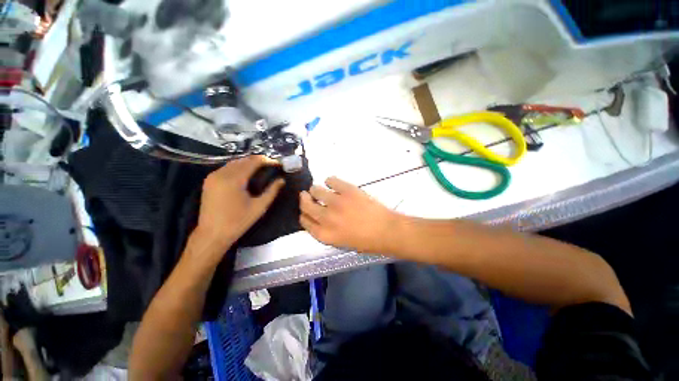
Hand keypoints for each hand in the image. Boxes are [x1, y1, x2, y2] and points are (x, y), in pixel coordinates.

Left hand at [194, 156, 284, 251]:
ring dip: (249, 162)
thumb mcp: (259, 207)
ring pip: (234, 162)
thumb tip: (282, 180)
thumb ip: (272, 191)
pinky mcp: (209, 181)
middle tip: (271, 165)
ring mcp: (213, 176)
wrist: (212, 234)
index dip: (267, 160)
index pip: (253, 162)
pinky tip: (247, 173)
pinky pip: (227, 168)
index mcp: (234, 180)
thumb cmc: (238, 222)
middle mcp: (221, 173)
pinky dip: (239, 167)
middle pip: (243, 160)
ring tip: (262, 168)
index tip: (277, 163)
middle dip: (259, 160)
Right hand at [299, 177, 398, 253]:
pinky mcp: (347, 190)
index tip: (305, 210)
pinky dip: (330, 181)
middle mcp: (326, 218)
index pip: (304, 221)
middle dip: (304, 199)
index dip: (304, 214)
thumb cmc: (365, 241)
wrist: (386, 231)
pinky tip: (333, 184)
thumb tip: (319, 217)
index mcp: (324, 234)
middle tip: (307, 195)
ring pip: (316, 190)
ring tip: (321, 189)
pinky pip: (331, 180)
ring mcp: (336, 202)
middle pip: (306, 205)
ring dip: (315, 190)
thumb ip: (326, 230)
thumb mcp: (340, 242)